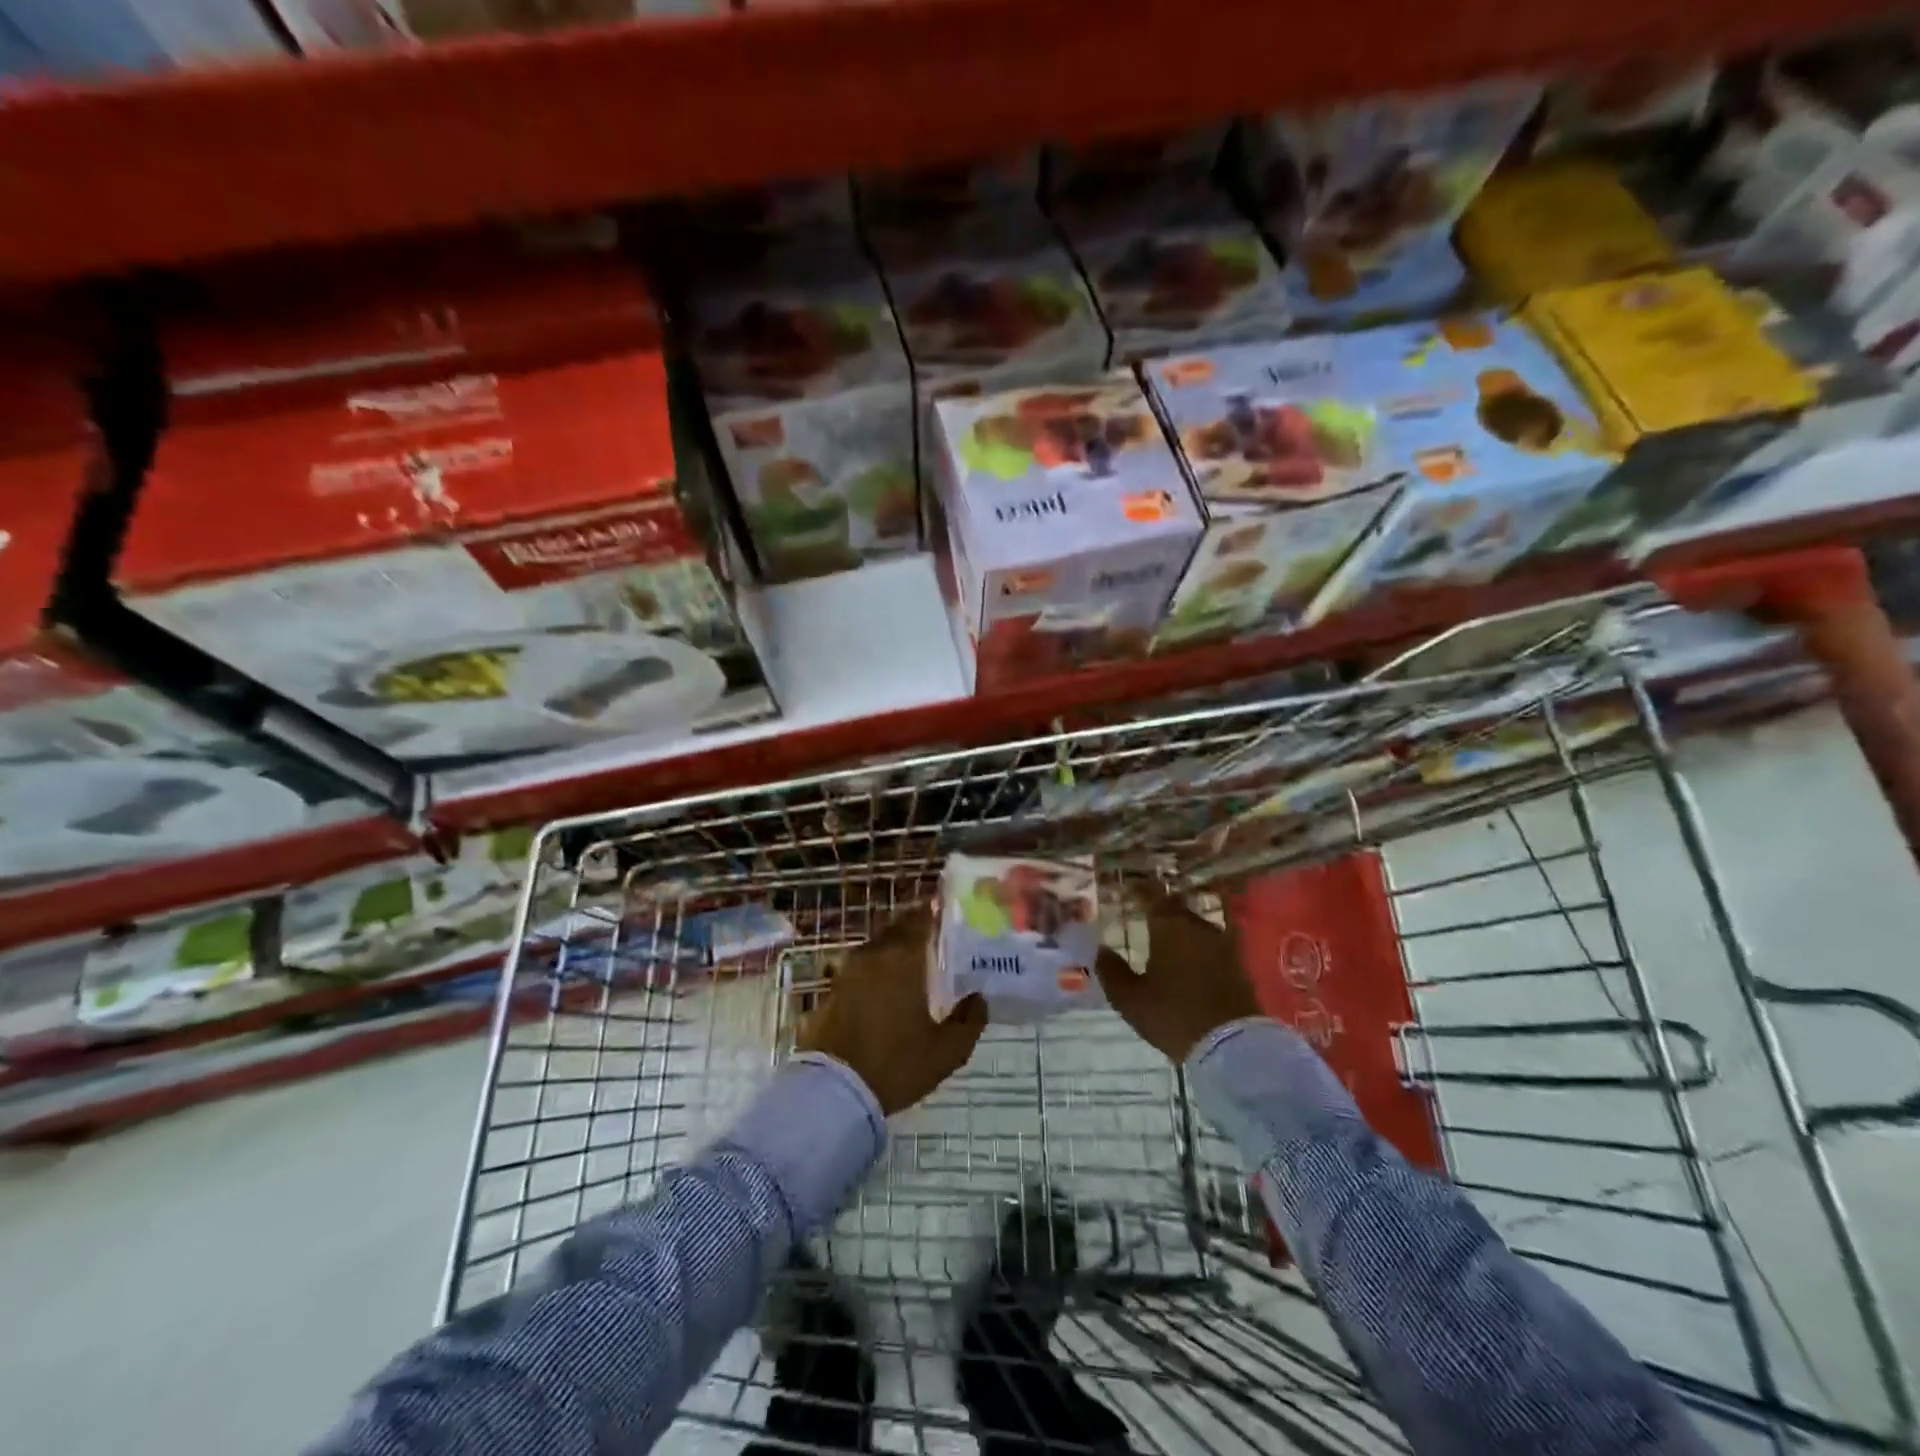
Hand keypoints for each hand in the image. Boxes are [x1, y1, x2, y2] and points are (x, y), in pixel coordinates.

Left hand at [797, 906, 986, 1114]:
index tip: (948, 909)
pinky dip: (876, 968)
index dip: (934, 910)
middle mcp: (874, 955)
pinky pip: (860, 967)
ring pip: (877, 946)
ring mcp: (848, 971)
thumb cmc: (895, 1064)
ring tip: (914, 959)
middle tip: (936, 934)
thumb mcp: (945, 1052)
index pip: (920, 919)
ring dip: (894, 946)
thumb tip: (979, 998)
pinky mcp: (832, 990)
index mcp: (903, 959)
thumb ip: (968, 1021)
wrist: (833, 1091)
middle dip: (915, 925)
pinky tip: (886, 985)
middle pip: (896, 928)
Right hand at [1096, 883, 1260, 1062]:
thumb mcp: (1130, 998)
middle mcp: (1198, 927)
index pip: (1153, 895)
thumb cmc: (1173, 1015)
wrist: (1232, 1046)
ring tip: (1166, 938)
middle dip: (1161, 908)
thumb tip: (1101, 949)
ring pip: (1196, 926)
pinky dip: (1197, 947)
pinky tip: (1189, 960)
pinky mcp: (1238, 965)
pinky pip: (1211, 945)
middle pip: (1177, 908)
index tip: (1128, 887)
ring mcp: (1223, 945)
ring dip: (1181, 928)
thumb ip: (1112, 971)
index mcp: (1169, 926)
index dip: (1139, 889)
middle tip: (1144, 914)